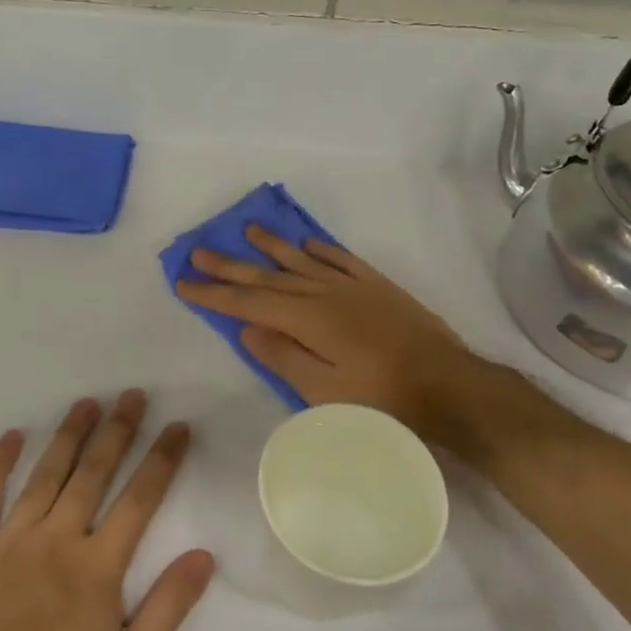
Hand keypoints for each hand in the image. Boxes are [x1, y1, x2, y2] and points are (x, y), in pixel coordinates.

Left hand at [0, 391, 214, 630]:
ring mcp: (9, 539)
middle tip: (133, 394)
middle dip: (118, 431)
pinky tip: (13, 435)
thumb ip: (168, 609)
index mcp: (98, 567)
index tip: (178, 426)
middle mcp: (57, 539)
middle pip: (94, 474)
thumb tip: (204, 555)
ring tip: (86, 403)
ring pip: (46, 474)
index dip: (162, 460)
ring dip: (69, 435)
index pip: (140, 499)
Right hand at [174, 225, 480, 445]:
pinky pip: (341, 259)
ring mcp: (353, 287)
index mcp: (307, 319)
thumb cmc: (381, 399)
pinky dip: (319, 249)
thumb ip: (283, 356)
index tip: (183, 281)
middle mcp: (324, 293)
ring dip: (271, 247)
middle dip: (230, 266)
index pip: (248, 302)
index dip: (213, 293)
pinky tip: (306, 244)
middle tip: (199, 250)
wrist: (447, 384)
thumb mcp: (323, 392)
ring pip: (301, 261)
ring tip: (247, 230)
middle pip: (268, 276)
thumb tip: (248, 326)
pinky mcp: (378, 287)